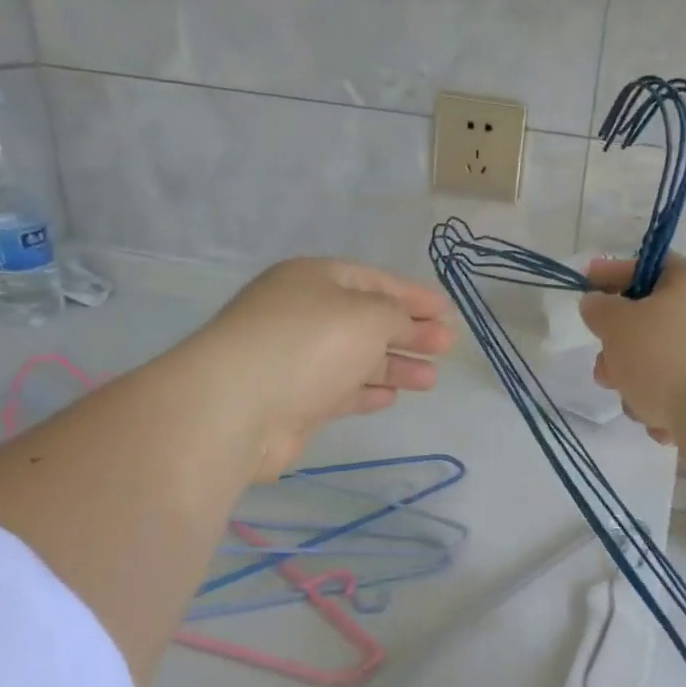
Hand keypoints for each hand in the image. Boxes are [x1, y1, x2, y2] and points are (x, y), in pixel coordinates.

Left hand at [190, 258, 454, 478]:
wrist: (239, 406)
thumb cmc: (309, 344)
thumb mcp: (366, 314)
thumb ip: (396, 315)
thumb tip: (404, 324)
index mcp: (314, 279)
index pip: (373, 281)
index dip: (412, 295)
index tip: (446, 312)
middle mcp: (304, 315)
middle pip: (367, 320)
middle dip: (409, 333)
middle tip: (447, 346)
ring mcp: (297, 360)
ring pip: (356, 358)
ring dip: (395, 366)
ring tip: (432, 379)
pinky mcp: (294, 401)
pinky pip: (340, 390)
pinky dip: (367, 391)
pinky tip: (392, 397)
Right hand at [579, 255, 685, 446]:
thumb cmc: (668, 358)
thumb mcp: (618, 326)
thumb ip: (600, 310)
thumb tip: (599, 303)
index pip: (647, 267)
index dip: (611, 274)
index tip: (585, 285)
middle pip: (654, 325)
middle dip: (621, 352)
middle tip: (604, 373)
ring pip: (666, 366)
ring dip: (641, 387)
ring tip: (638, 408)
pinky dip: (670, 409)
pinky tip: (666, 426)